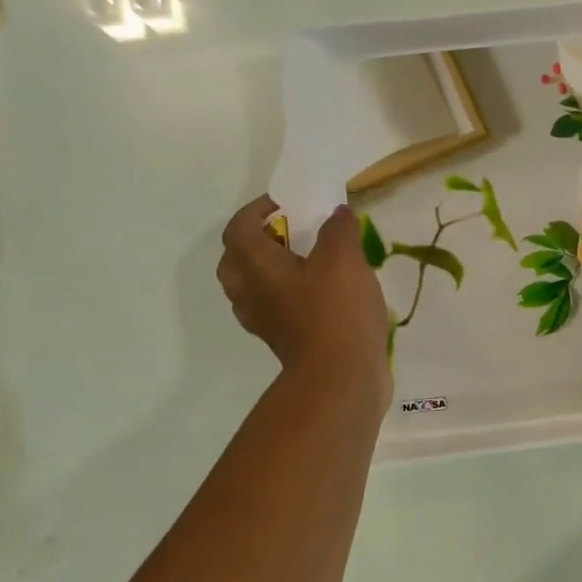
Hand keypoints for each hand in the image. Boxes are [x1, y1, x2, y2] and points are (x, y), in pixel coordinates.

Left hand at [217, 197, 389, 393]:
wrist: (341, 377)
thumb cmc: (335, 311)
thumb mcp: (344, 258)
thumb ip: (338, 229)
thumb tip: (337, 213)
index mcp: (255, 266)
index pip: (238, 228)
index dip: (256, 210)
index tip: (284, 203)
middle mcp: (249, 292)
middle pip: (237, 260)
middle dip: (256, 241)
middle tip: (288, 233)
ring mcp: (264, 321)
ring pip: (254, 286)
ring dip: (271, 270)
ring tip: (306, 262)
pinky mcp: (284, 341)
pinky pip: (276, 308)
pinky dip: (289, 295)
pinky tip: (320, 294)